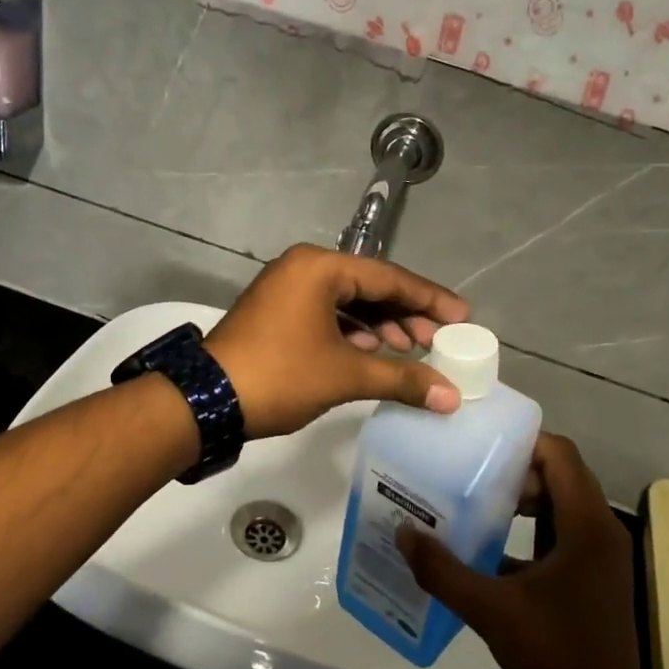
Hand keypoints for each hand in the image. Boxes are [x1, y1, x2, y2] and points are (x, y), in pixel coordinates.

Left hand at [203, 244, 469, 439]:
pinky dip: (352, 332)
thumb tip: (451, 396)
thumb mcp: (345, 375)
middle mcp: (303, 268)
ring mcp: (286, 289)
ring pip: (347, 301)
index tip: (462, 317)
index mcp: (320, 268)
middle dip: (405, 314)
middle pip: (369, 286)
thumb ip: (402, 378)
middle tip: (437, 340)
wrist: (206, 401)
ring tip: (409, 350)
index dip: (429, 299)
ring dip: (379, 325)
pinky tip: (372, 352)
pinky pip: (326, 313)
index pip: (389, 277)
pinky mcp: (276, 312)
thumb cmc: (281, 376)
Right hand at [398, 434, 643, 668]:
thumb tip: (403, 533)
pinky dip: (531, 526)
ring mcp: (599, 553)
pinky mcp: (592, 574)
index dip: (522, 442)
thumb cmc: (555, 651)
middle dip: (515, 470)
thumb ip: (444, 571)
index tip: (480, 445)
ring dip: (523, 498)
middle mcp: (599, 528)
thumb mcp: (492, 610)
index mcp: (586, 524)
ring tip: (476, 501)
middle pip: (559, 474)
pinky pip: (561, 530)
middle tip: (470, 474)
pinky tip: (492, 544)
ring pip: (560, 503)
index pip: (560, 454)